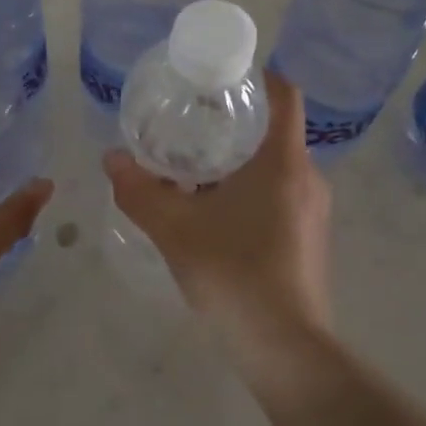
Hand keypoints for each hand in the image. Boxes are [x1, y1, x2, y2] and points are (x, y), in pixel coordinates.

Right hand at [102, 72, 331, 346]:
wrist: (285, 349)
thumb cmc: (234, 274)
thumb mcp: (175, 230)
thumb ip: (140, 191)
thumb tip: (111, 158)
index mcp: (283, 162)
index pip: (283, 95)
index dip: (256, 76)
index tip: (220, 76)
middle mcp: (307, 178)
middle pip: (275, 130)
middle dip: (234, 122)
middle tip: (190, 122)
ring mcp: (313, 211)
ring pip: (276, 167)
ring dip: (238, 161)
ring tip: (193, 168)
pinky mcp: (309, 239)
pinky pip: (280, 195)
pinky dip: (249, 190)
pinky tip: (214, 213)